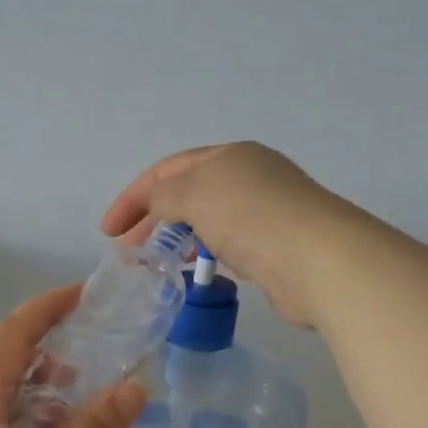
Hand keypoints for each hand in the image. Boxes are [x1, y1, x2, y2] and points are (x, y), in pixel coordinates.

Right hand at [101, 142, 365, 328]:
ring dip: (180, 238)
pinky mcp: (276, 246)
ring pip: (208, 221)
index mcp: (229, 157)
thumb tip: (157, 205)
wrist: (318, 260)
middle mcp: (249, 178)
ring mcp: (265, 212)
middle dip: (153, 218)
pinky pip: (229, 245)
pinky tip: (201, 271)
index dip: (133, 197)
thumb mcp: (194, 193)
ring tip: (160, 262)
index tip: (108, 231)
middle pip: (188, 193)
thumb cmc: (250, 217)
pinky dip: (207, 254)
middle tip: (129, 250)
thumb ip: (164, 195)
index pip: (168, 170)